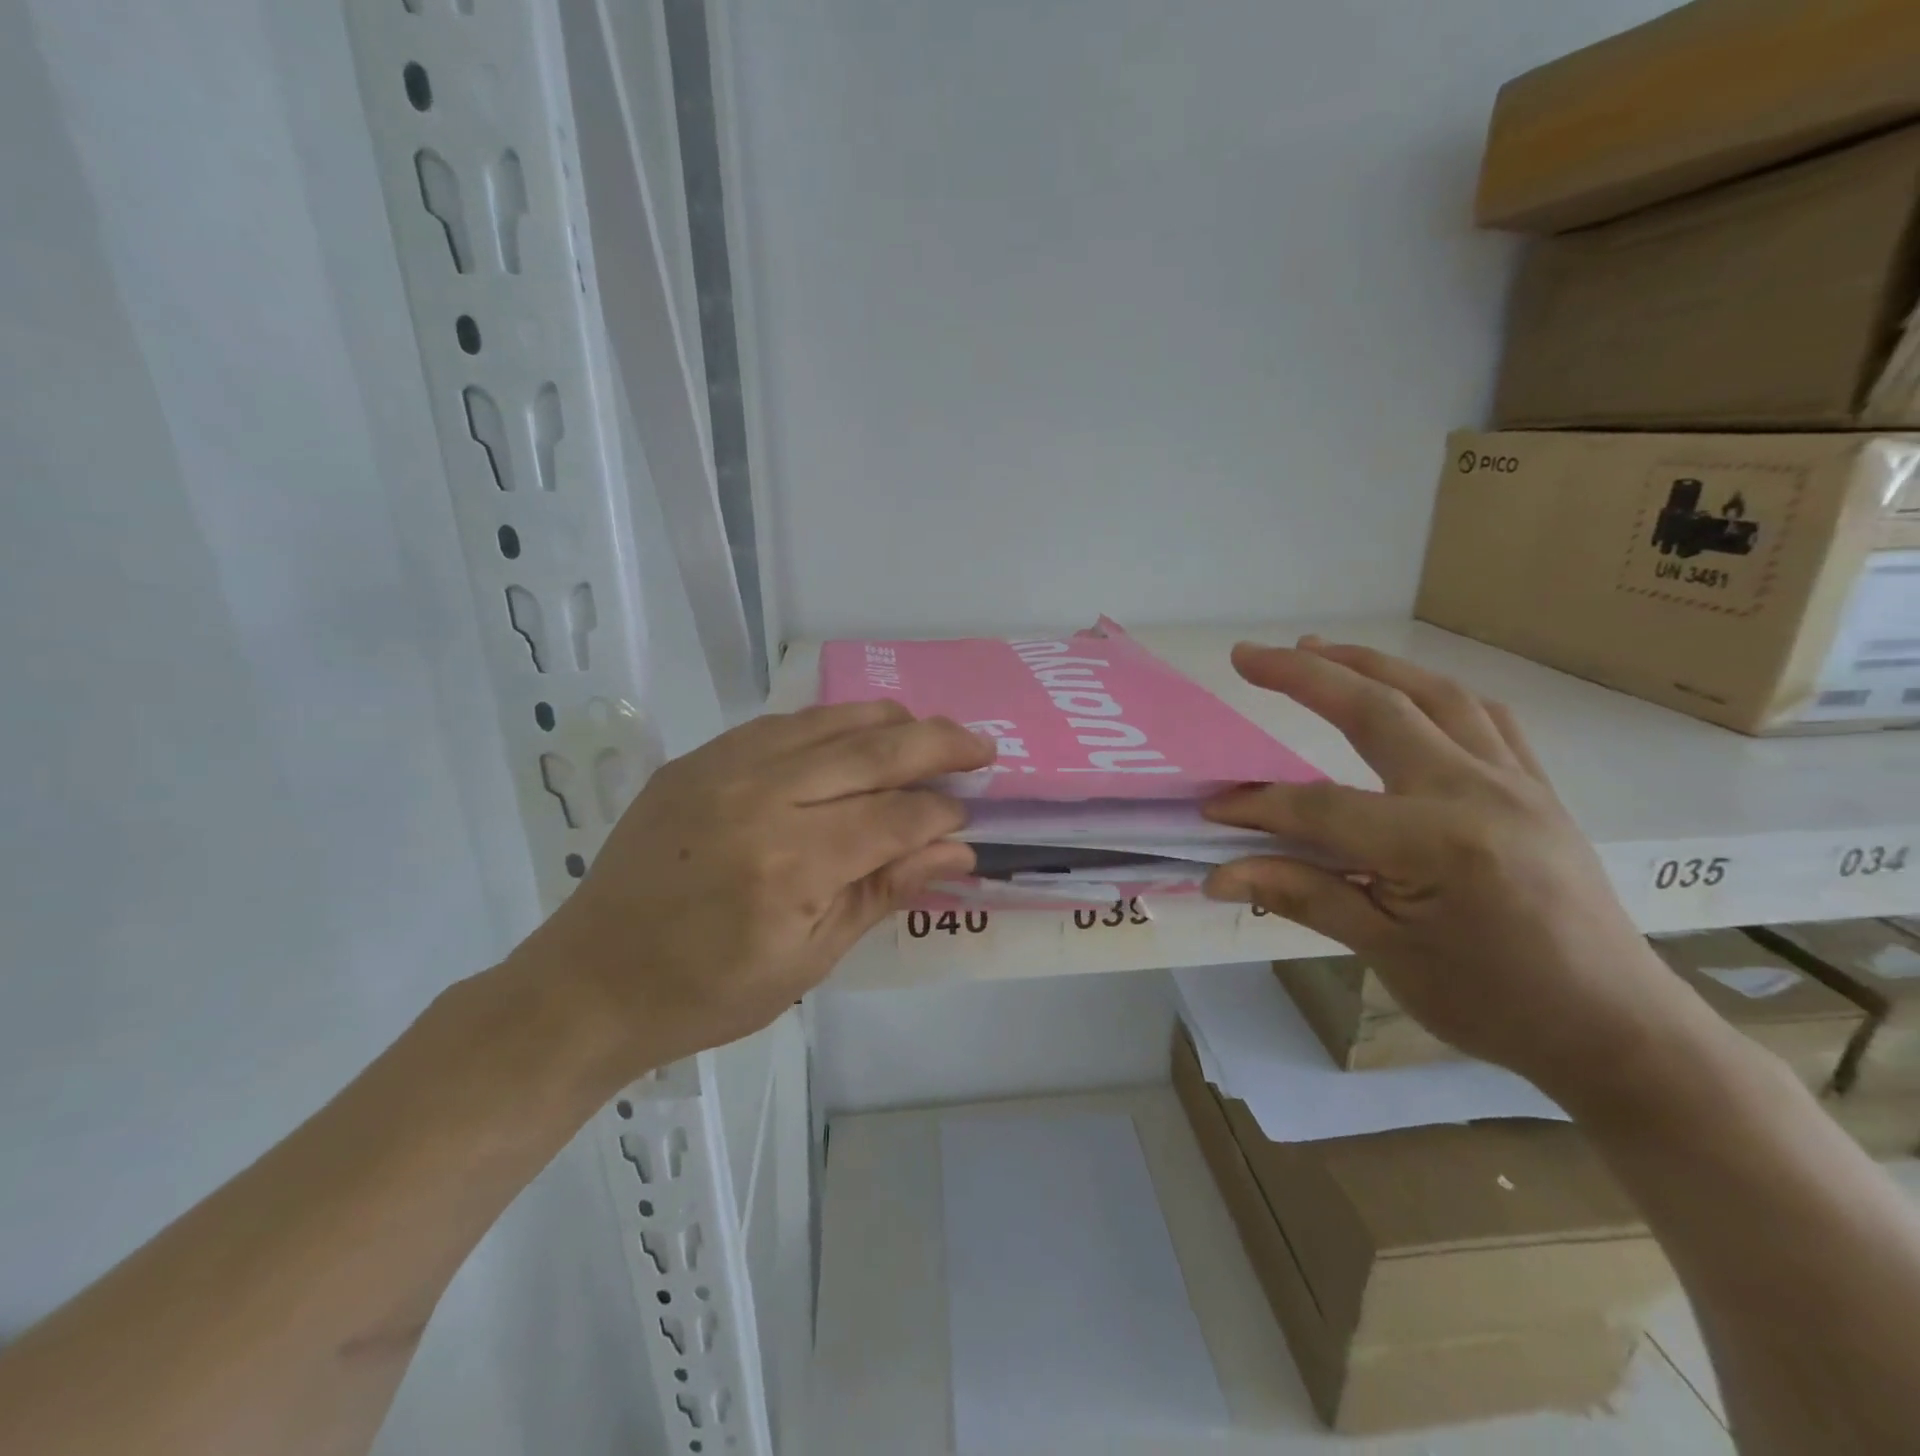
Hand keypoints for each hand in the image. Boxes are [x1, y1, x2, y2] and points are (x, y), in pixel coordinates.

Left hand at [512, 701, 991, 1076]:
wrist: (593, 980)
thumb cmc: (708, 992)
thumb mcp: (809, 961)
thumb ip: (884, 892)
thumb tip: (957, 850)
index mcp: (790, 865)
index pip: (895, 817)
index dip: (941, 813)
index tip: (968, 816)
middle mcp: (760, 799)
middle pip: (873, 751)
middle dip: (939, 745)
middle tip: (981, 746)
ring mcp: (722, 769)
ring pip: (830, 721)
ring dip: (891, 722)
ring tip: (929, 733)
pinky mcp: (697, 759)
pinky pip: (782, 724)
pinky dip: (832, 724)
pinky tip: (855, 735)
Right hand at [1203, 638, 1695, 1099]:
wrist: (1616, 1031)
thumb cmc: (1495, 1004)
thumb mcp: (1386, 955)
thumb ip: (1301, 895)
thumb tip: (1219, 874)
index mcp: (1438, 842)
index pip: (1321, 806)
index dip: (1258, 807)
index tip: (1211, 809)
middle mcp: (1478, 791)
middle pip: (1377, 711)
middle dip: (1305, 675)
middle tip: (1249, 655)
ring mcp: (1516, 781)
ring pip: (1435, 695)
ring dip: (1368, 665)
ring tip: (1315, 648)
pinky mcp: (1536, 786)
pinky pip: (1484, 717)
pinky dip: (1433, 691)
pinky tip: (1405, 689)